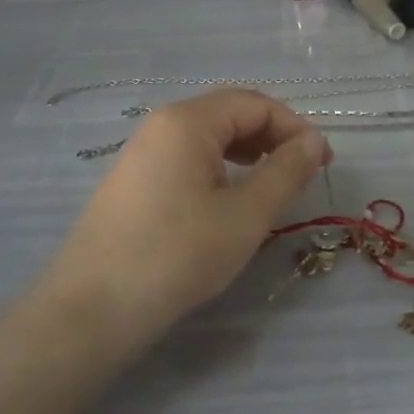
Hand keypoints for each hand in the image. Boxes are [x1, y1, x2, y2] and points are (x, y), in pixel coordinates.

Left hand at [44, 89, 329, 337]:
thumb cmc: (177, 255)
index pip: (256, 104)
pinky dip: (218, 167)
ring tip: (270, 184)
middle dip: (272, 136)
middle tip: (300, 173)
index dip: (295, 128)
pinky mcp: (132, 179)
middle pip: (230, 113)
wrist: (91, 309)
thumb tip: (315, 140)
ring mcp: (142, 151)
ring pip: (208, 135)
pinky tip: (227, 198)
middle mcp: (162, 124)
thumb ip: (285, 172)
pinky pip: (187, 156)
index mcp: (188, 121)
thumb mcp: (245, 216)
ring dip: (247, 151)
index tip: (323, 163)